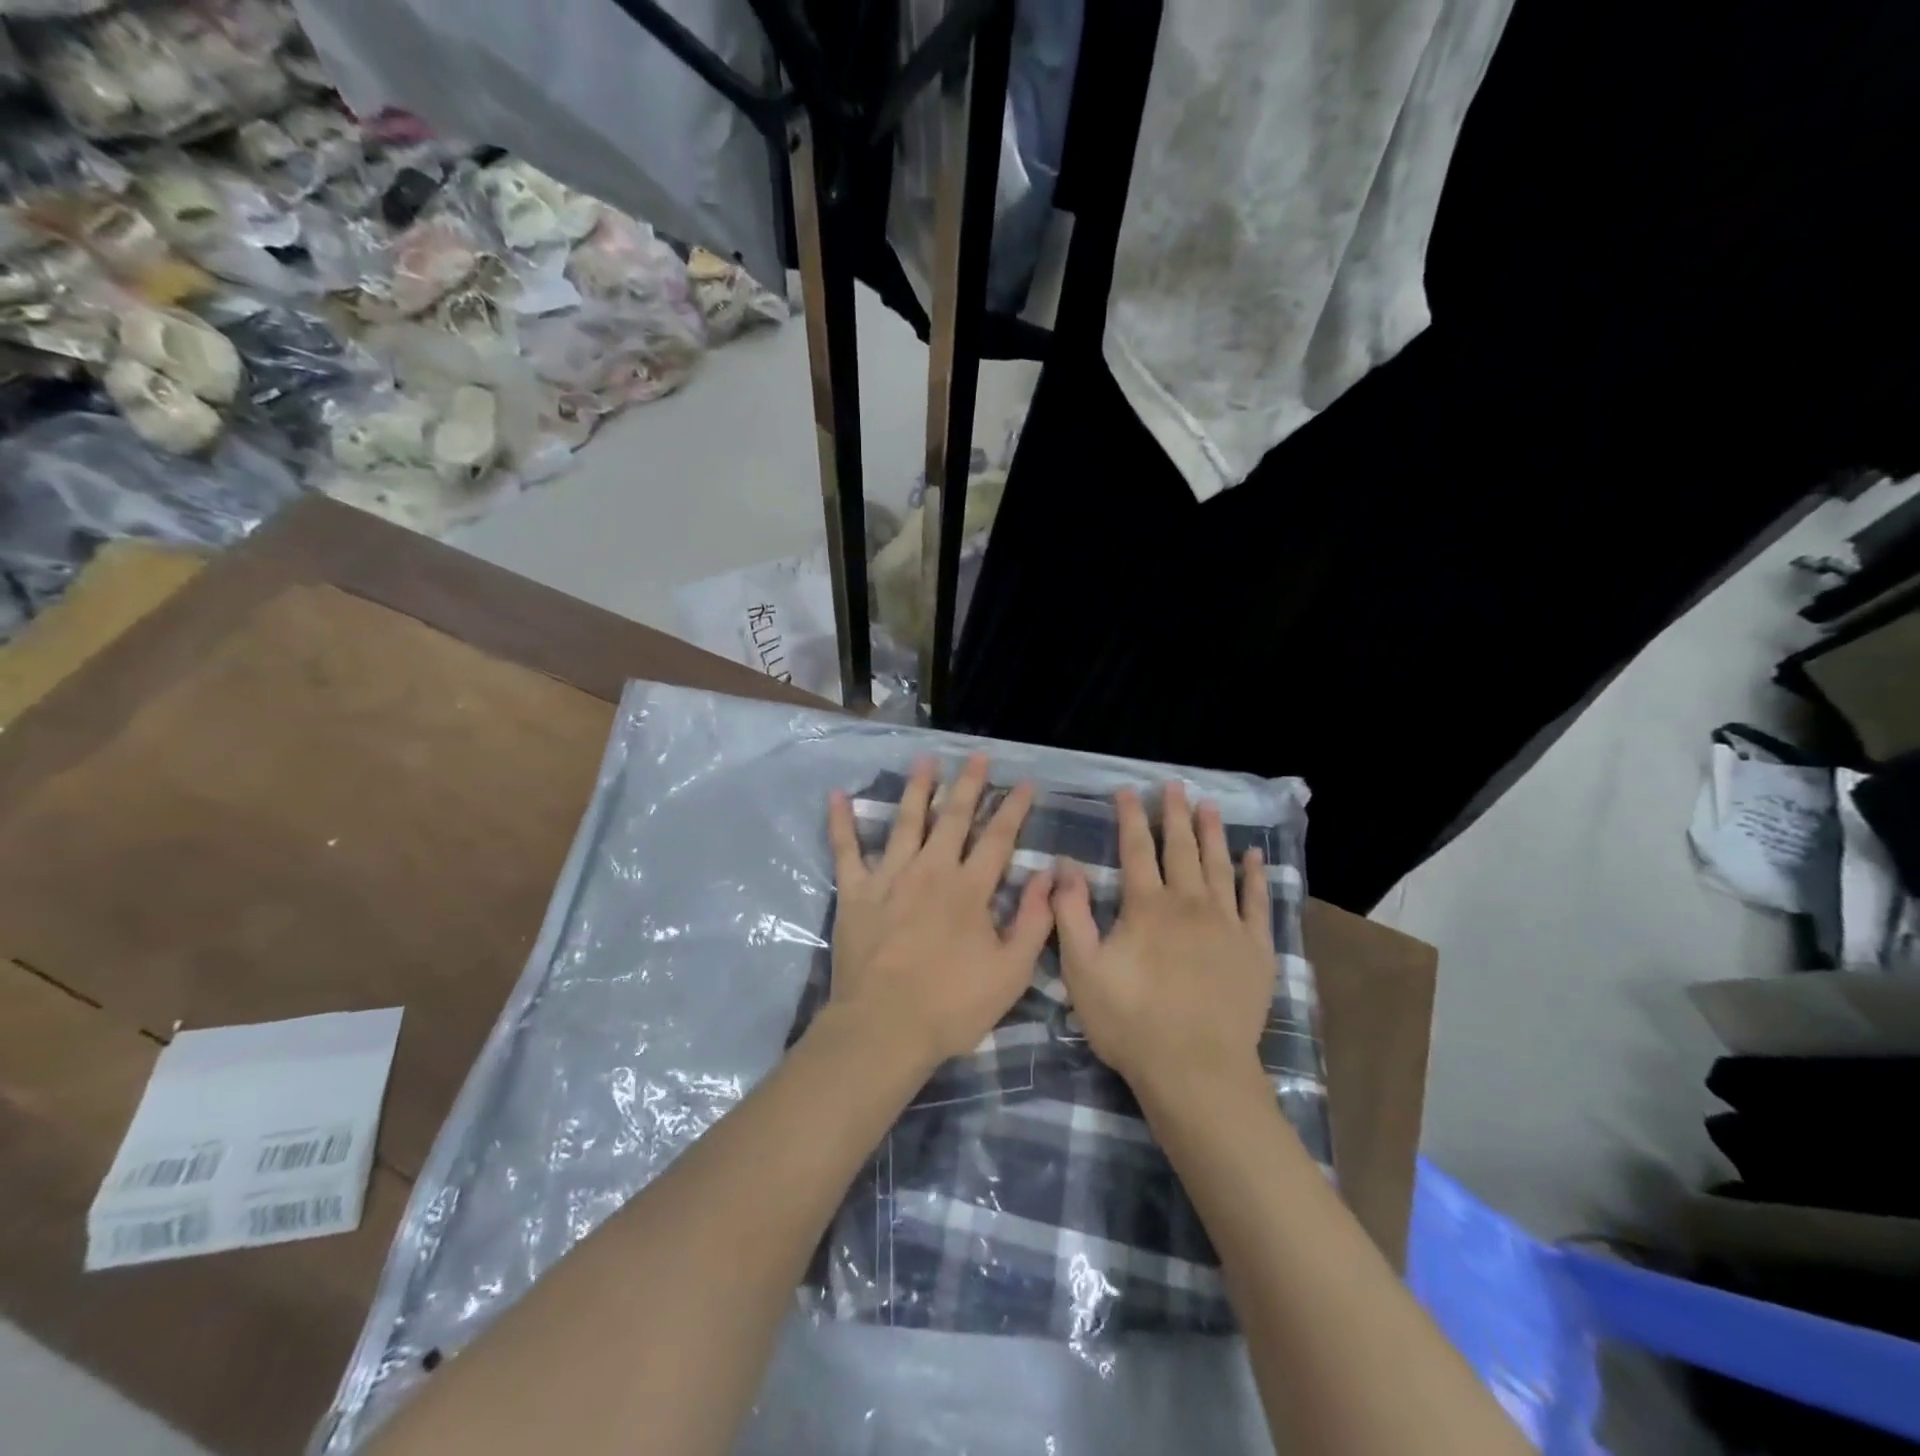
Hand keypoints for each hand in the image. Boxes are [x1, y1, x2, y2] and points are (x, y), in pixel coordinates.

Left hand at [824, 753, 1054, 1069]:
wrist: (884, 1028)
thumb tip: (1048, 875)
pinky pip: (846, 850)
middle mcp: (930, 871)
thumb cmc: (952, 1005)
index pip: (998, 838)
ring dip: (917, 789)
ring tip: (925, 760)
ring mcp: (889, 878)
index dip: (1013, 808)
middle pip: (952, 818)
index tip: (1024, 783)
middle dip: (968, 784)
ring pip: (905, 821)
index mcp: (969, 889)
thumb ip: (1033, 920)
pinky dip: (841, 822)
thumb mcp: (1011, 971)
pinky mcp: (855, 893)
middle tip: (977, 756)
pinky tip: (837, 795)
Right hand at [1052, 783, 1274, 1096]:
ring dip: (1213, 833)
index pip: (1136, 850)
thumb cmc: (1131, 1022)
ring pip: (1219, 866)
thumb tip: (1064, 865)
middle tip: (1174, 786)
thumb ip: (1071, 914)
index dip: (1131, 817)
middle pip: (1181, 849)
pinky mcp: (1255, 950)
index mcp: (1147, 907)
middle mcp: (1189, 903)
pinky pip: (1257, 903)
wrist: (1196, 1071)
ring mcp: (1227, 925)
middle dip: (1175, 814)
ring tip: (1210, 806)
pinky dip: (1255, 877)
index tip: (1128, 790)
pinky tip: (1254, 857)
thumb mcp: (1083, 970)